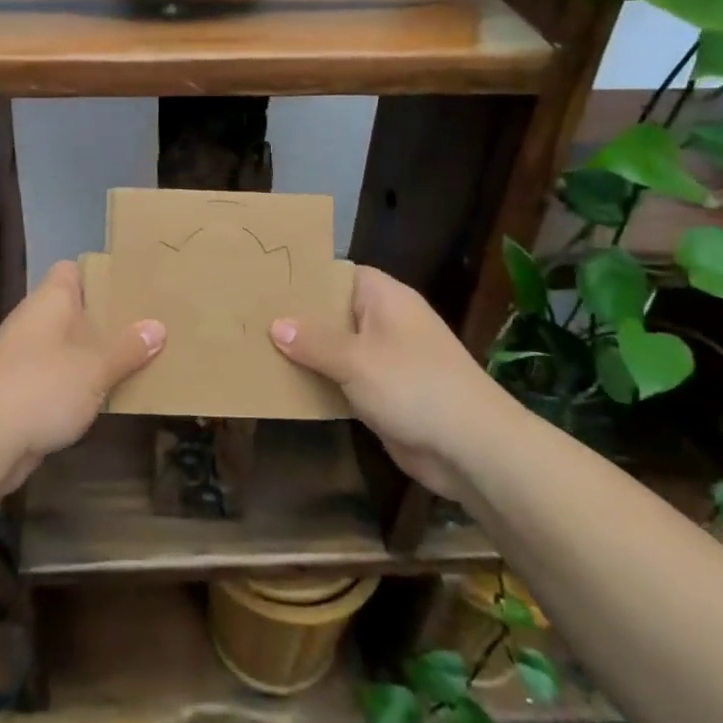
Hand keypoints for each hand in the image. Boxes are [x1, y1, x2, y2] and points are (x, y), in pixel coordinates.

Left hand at [0, 260, 164, 492]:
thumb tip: (157, 326)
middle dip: (106, 319)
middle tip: (148, 325)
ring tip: (136, 360)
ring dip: (94, 355)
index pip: (71, 271)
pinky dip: (78, 383)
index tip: (132, 287)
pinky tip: (105, 396)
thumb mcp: (96, 367)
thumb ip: (128, 348)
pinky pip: (57, 376)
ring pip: (67, 346)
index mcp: (49, 301)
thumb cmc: (43, 387)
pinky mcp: (19, 390)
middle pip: (73, 310)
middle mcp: (33, 321)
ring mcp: (23, 357)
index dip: (100, 275)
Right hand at [269, 265, 504, 497]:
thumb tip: (276, 325)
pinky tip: (284, 383)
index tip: (266, 281)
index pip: (339, 273)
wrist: (471, 448)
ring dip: (305, 353)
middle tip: (250, 315)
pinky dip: (320, 381)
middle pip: (334, 311)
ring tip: (256, 346)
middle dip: (297, 317)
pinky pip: (343, 378)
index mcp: (385, 299)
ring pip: (336, 348)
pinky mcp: (383, 393)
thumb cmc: (414, 386)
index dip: (305, 276)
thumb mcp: (356, 360)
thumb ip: (313, 341)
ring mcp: (386, 359)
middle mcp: (385, 322)